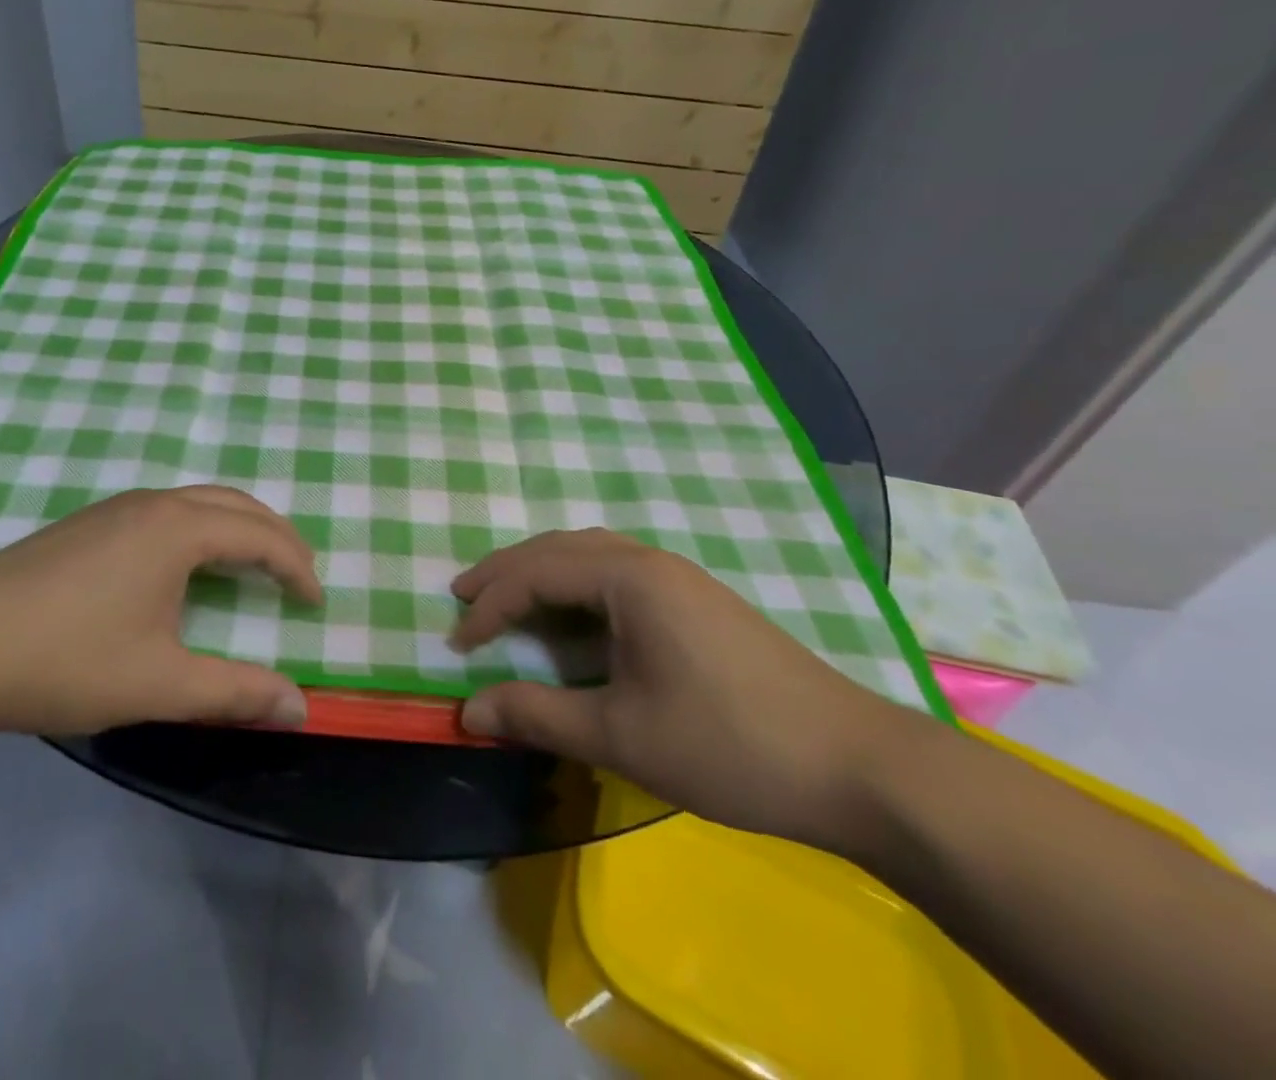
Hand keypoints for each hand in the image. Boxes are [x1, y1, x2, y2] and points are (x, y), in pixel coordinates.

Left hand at [0, 486, 322, 737]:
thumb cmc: (66, 660)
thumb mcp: (160, 683)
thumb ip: (235, 692)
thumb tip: (300, 706)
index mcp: (178, 529)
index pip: (259, 535)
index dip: (295, 566)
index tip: (315, 601)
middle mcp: (151, 504)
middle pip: (233, 503)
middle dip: (274, 534)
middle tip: (298, 571)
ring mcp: (113, 509)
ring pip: (195, 502)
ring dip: (235, 526)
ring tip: (251, 564)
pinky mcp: (84, 525)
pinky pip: (163, 512)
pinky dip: (198, 529)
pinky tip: (183, 567)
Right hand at [450, 528, 927, 849]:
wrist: (858, 767)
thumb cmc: (729, 745)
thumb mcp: (621, 736)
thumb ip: (538, 715)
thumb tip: (467, 712)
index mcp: (630, 578)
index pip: (536, 574)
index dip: (489, 606)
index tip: (456, 642)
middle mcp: (652, 561)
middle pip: (559, 548)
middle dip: (506, 571)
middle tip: (463, 596)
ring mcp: (681, 577)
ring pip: (591, 554)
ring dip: (542, 571)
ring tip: (508, 599)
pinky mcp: (700, 601)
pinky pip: (618, 571)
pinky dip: (577, 584)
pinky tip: (575, 615)